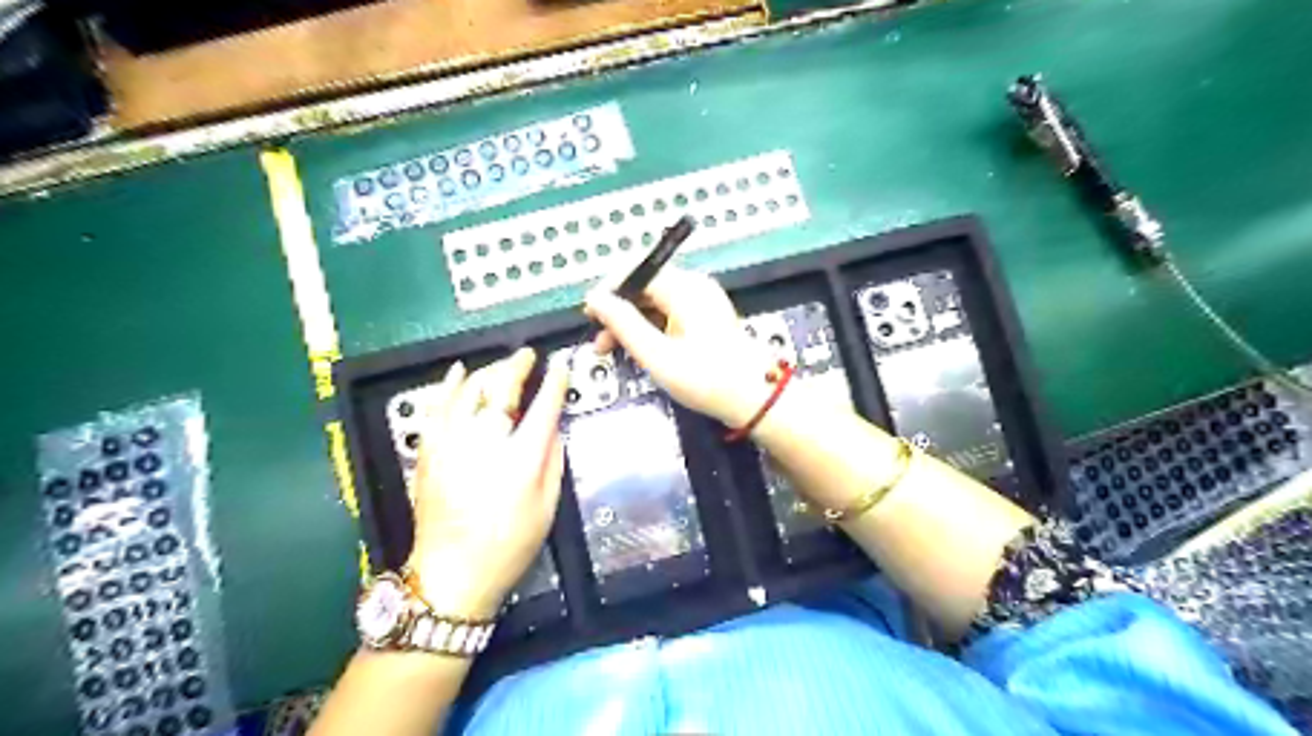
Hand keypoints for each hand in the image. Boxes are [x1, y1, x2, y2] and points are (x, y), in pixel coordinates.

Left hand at [406, 350, 569, 621]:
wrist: (452, 573)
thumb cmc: (509, 544)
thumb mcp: (547, 507)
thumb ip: (553, 461)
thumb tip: (552, 427)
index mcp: (523, 460)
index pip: (544, 407)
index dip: (555, 382)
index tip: (560, 366)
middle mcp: (487, 444)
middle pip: (503, 389)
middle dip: (519, 366)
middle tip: (528, 356)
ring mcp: (453, 444)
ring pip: (470, 390)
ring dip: (489, 372)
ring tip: (502, 366)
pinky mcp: (430, 451)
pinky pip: (438, 406)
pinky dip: (449, 385)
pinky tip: (458, 372)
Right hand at [583, 268, 777, 428]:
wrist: (755, 399)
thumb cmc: (707, 379)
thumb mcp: (657, 355)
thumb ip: (622, 324)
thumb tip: (596, 299)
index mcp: (685, 288)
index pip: (636, 271)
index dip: (609, 290)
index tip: (589, 315)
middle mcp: (695, 287)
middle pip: (644, 286)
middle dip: (618, 311)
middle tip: (600, 341)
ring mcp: (703, 302)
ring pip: (654, 301)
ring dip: (631, 323)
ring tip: (614, 350)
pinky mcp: (706, 317)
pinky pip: (668, 313)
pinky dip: (650, 328)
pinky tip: (639, 350)